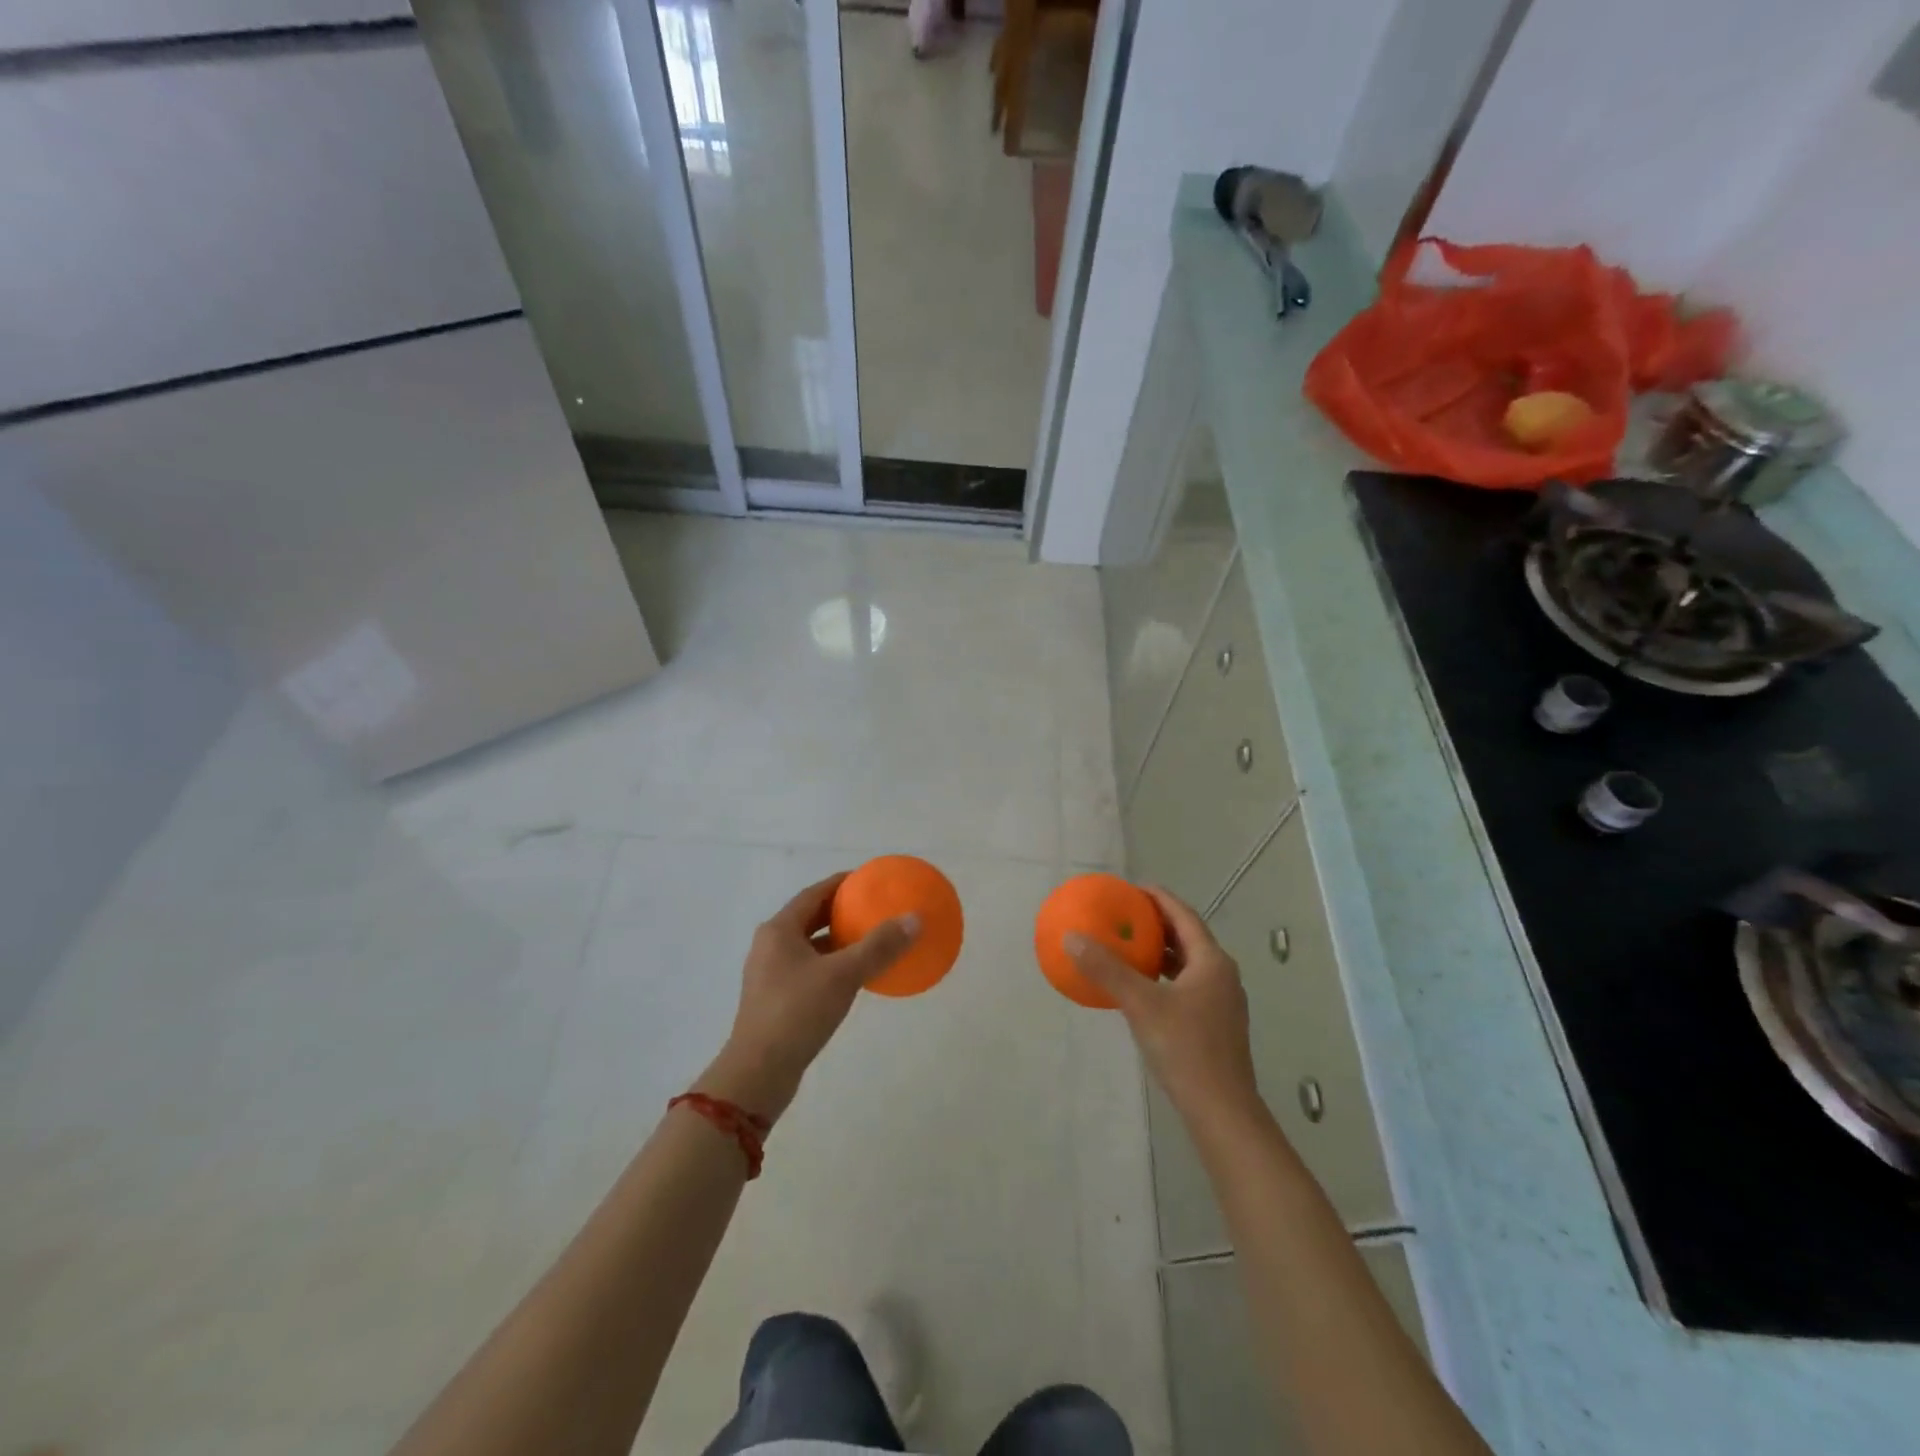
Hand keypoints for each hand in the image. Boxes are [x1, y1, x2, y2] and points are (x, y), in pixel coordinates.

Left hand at [698, 874, 918, 1122]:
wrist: (759, 1073)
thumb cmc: (797, 1013)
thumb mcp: (843, 975)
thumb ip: (879, 946)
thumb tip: (914, 919)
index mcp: (779, 930)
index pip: (815, 893)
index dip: (843, 884)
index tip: (872, 881)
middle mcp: (771, 946)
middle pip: (812, 917)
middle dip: (844, 912)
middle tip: (877, 908)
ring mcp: (771, 974)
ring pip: (811, 946)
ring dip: (840, 941)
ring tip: (872, 940)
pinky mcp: (777, 999)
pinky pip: (810, 970)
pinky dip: (833, 965)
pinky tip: (857, 977)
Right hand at [1065, 886, 1260, 1126]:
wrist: (1222, 1111)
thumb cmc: (1186, 1049)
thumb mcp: (1141, 1005)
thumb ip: (1107, 969)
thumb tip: (1072, 937)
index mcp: (1211, 962)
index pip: (1184, 915)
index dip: (1158, 898)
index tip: (1131, 888)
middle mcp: (1221, 975)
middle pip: (1187, 937)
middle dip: (1156, 923)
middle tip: (1124, 914)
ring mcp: (1220, 1002)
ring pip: (1187, 964)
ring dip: (1159, 951)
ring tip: (1127, 945)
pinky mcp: (1214, 1024)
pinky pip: (1185, 985)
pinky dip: (1162, 977)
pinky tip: (1139, 988)